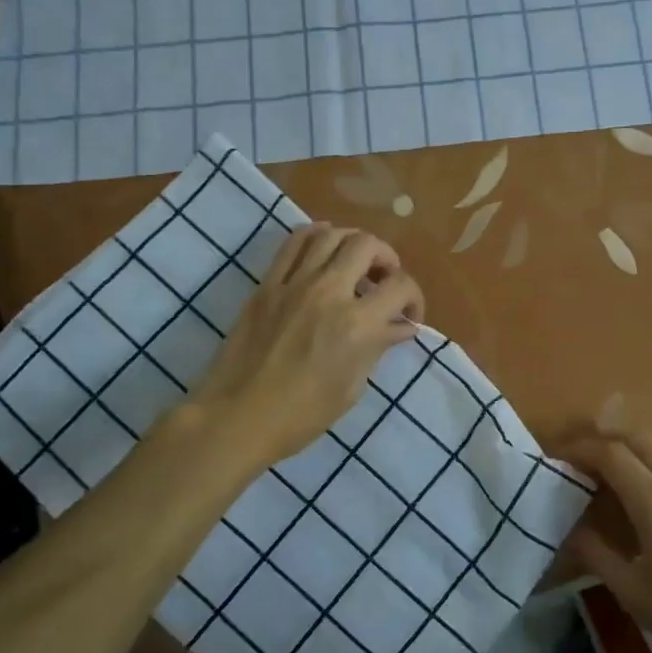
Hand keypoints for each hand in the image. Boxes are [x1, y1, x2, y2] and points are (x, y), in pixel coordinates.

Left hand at [188, 224, 423, 466]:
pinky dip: (316, 236)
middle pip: (367, 246)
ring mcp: (294, 284)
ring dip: (353, 243)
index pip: (401, 287)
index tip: (408, 316)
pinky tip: (323, 247)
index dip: (415, 298)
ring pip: (331, 234)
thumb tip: (402, 327)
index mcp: (357, 325)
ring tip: (355, 263)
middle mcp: (329, 292)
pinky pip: (293, 243)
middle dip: (387, 259)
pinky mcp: (267, 284)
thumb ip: (378, 348)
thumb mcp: (351, 387)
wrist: (237, 417)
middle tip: (384, 281)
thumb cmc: (301, 415)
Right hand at [562, 424, 651, 652]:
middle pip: (639, 437)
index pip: (611, 453)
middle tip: (580, 457)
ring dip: (632, 446)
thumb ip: (598, 554)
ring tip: (609, 470)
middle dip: (605, 438)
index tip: (558, 457)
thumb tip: (572, 529)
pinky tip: (648, 491)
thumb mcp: (634, 594)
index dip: (581, 449)